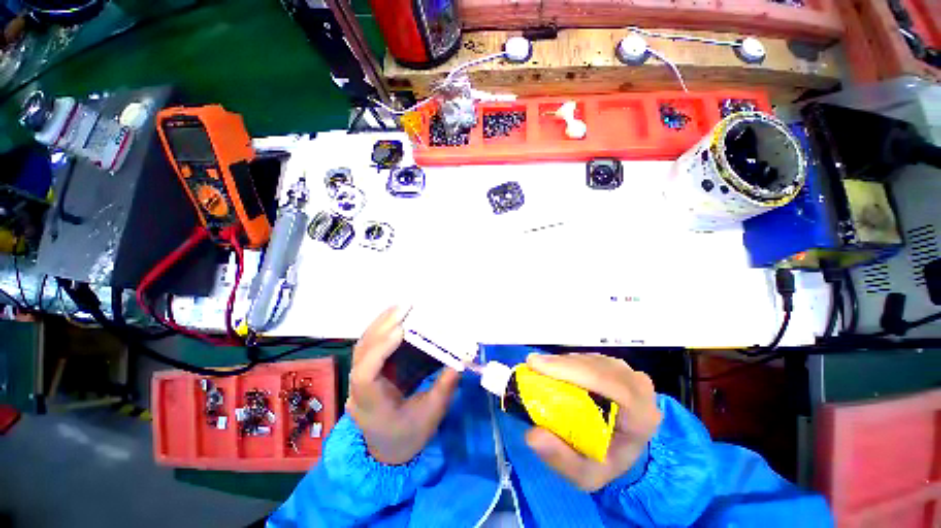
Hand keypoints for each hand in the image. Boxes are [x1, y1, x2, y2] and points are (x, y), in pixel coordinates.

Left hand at [346, 306, 460, 464]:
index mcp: (371, 405)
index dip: (380, 349)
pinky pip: (371, 345)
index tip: (400, 330)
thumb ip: (444, 388)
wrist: (387, 452)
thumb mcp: (430, 417)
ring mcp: (360, 378)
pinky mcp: (370, 370)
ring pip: (364, 345)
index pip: (366, 375)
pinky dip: (383, 329)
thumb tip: (459, 362)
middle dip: (382, 327)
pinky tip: (396, 318)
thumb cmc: (408, 436)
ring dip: (381, 323)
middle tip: (405, 307)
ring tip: (401, 307)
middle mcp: (359, 389)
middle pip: (362, 353)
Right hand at [524, 353, 661, 491]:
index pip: (610, 384)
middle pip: (599, 366)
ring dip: (565, 362)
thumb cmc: (605, 462)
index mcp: (641, 416)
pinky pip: (592, 358)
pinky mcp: (618, 368)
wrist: (622, 450)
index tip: (537, 366)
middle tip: (533, 364)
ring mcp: (630, 374)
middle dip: (564, 364)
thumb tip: (532, 436)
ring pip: (594, 359)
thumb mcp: (584, 475)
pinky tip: (555, 368)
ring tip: (541, 368)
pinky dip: (570, 361)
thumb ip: (560, 459)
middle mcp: (640, 389)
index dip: (573, 370)